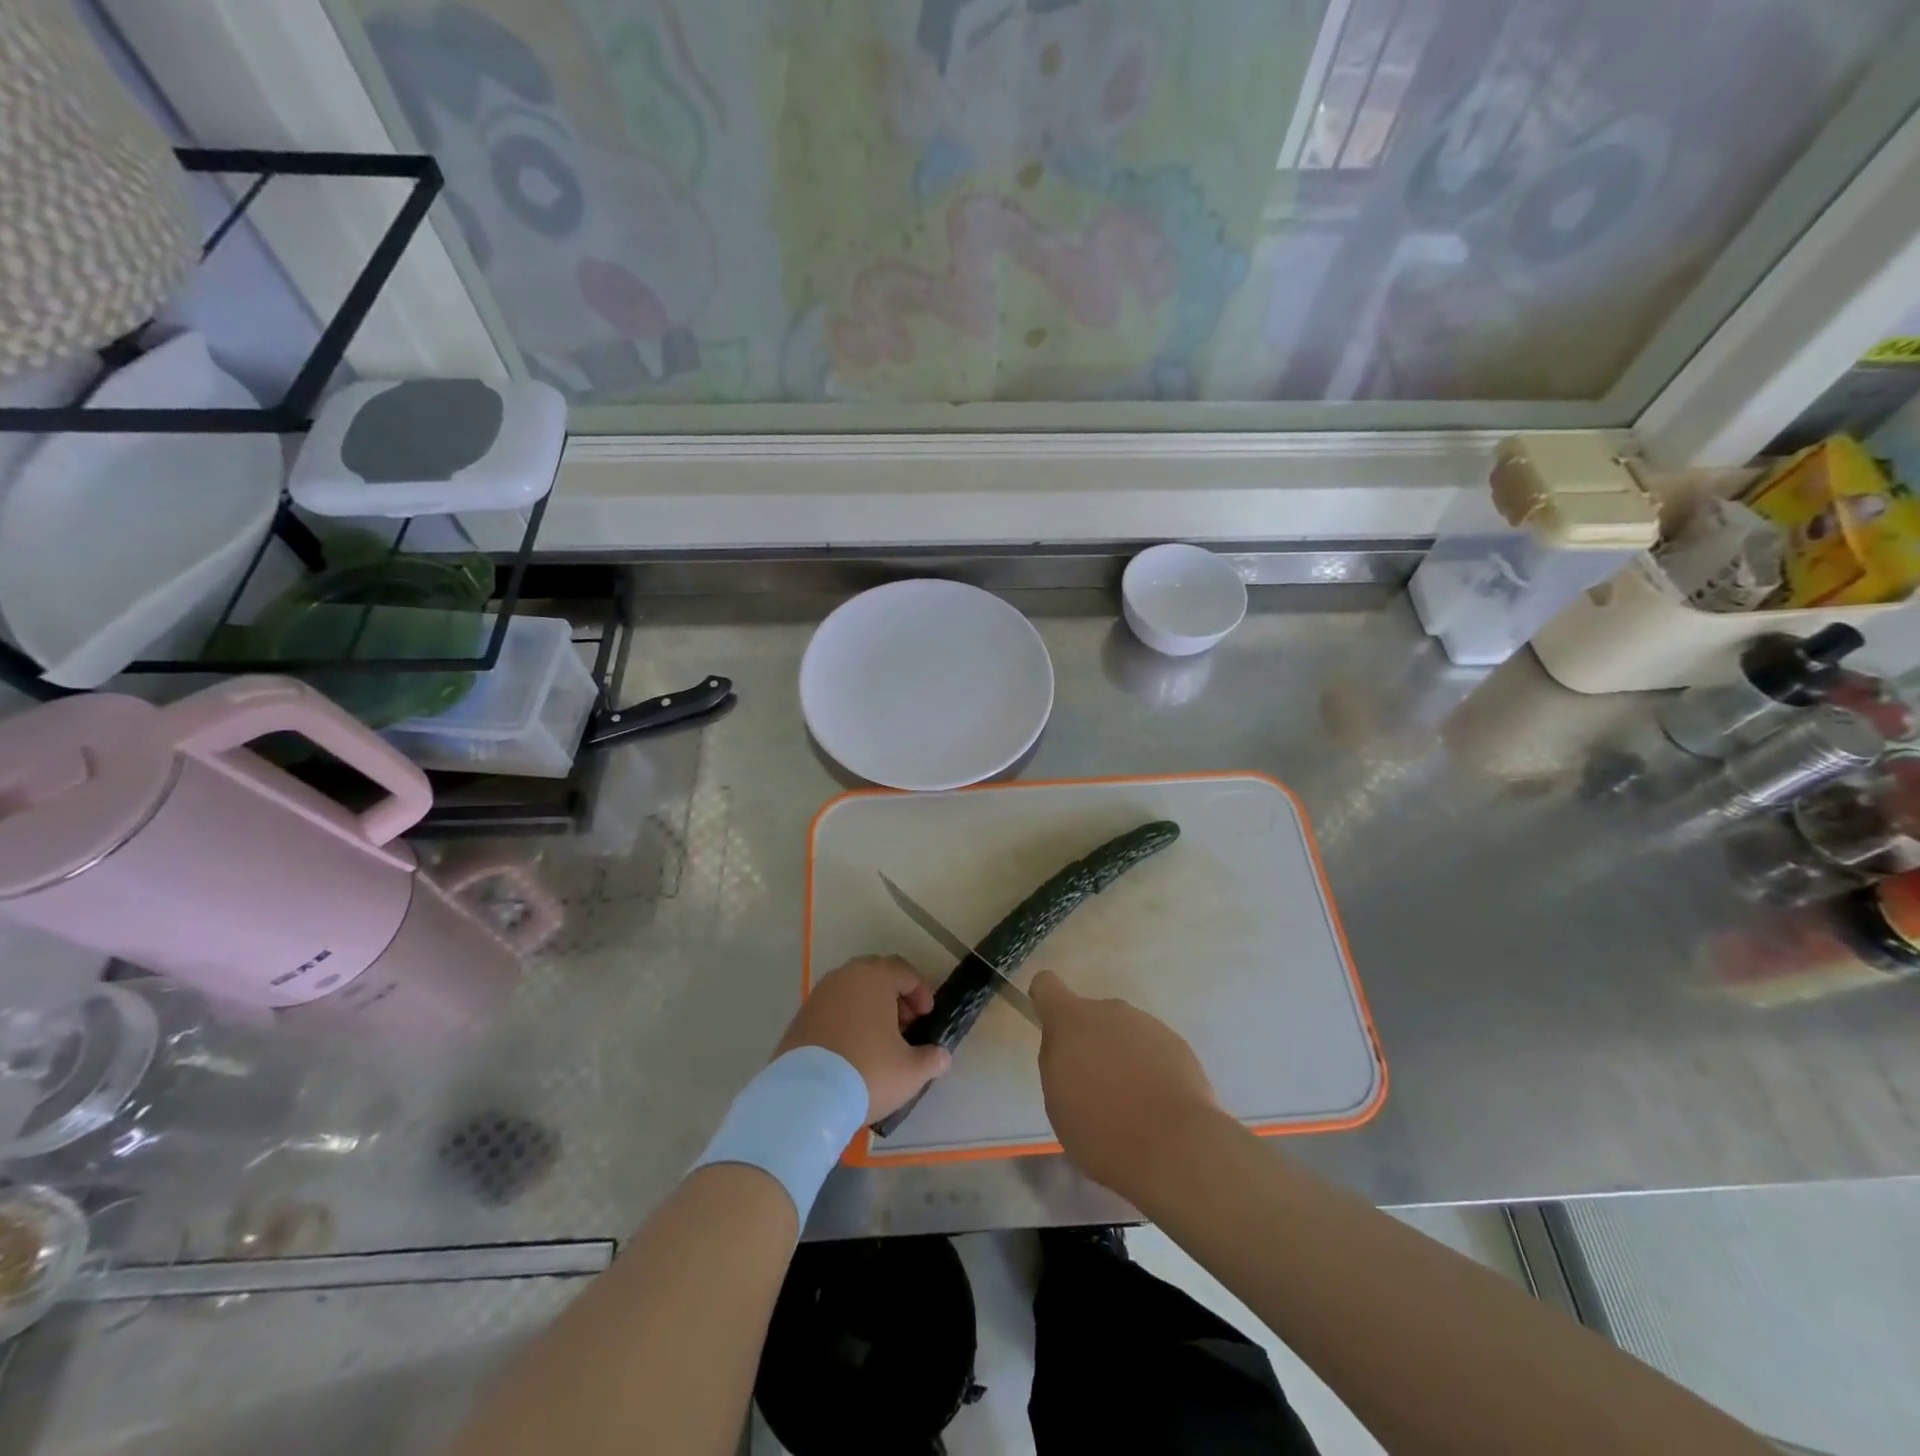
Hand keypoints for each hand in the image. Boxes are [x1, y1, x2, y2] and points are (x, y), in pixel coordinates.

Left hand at [777, 956, 952, 1121]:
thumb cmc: (867, 1072)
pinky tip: (851, 1050)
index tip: (926, 1018)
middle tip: (904, 1025)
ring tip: (878, 1041)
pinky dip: (846, 1019)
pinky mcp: (800, 1016)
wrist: (805, 1097)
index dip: (921, 992)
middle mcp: (845, 976)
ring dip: (869, 1007)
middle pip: (876, 975)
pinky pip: (832, 1008)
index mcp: (875, 977)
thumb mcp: (910, 1071)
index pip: (905, 972)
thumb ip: (931, 1059)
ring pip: (852, 990)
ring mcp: (819, 994)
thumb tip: (941, 1056)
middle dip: (894, 996)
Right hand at [1031, 969, 1220, 1195]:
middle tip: (1096, 1088)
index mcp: (1072, 1020)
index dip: (1045, 1001)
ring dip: (1121, 1056)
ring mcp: (1147, 1024)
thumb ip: (1056, 1062)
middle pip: (1090, 1015)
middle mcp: (1109, 1011)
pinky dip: (1149, 1068)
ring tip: (1131, 1103)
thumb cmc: (1102, 1130)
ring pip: (1123, 1032)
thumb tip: (1067, 1048)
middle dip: (1089, 1042)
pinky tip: (1156, 1104)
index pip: (1047, 985)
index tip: (1052, 1030)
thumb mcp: (1057, 1102)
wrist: (1174, 1148)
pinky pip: (1152, 1048)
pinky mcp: (1177, 1043)